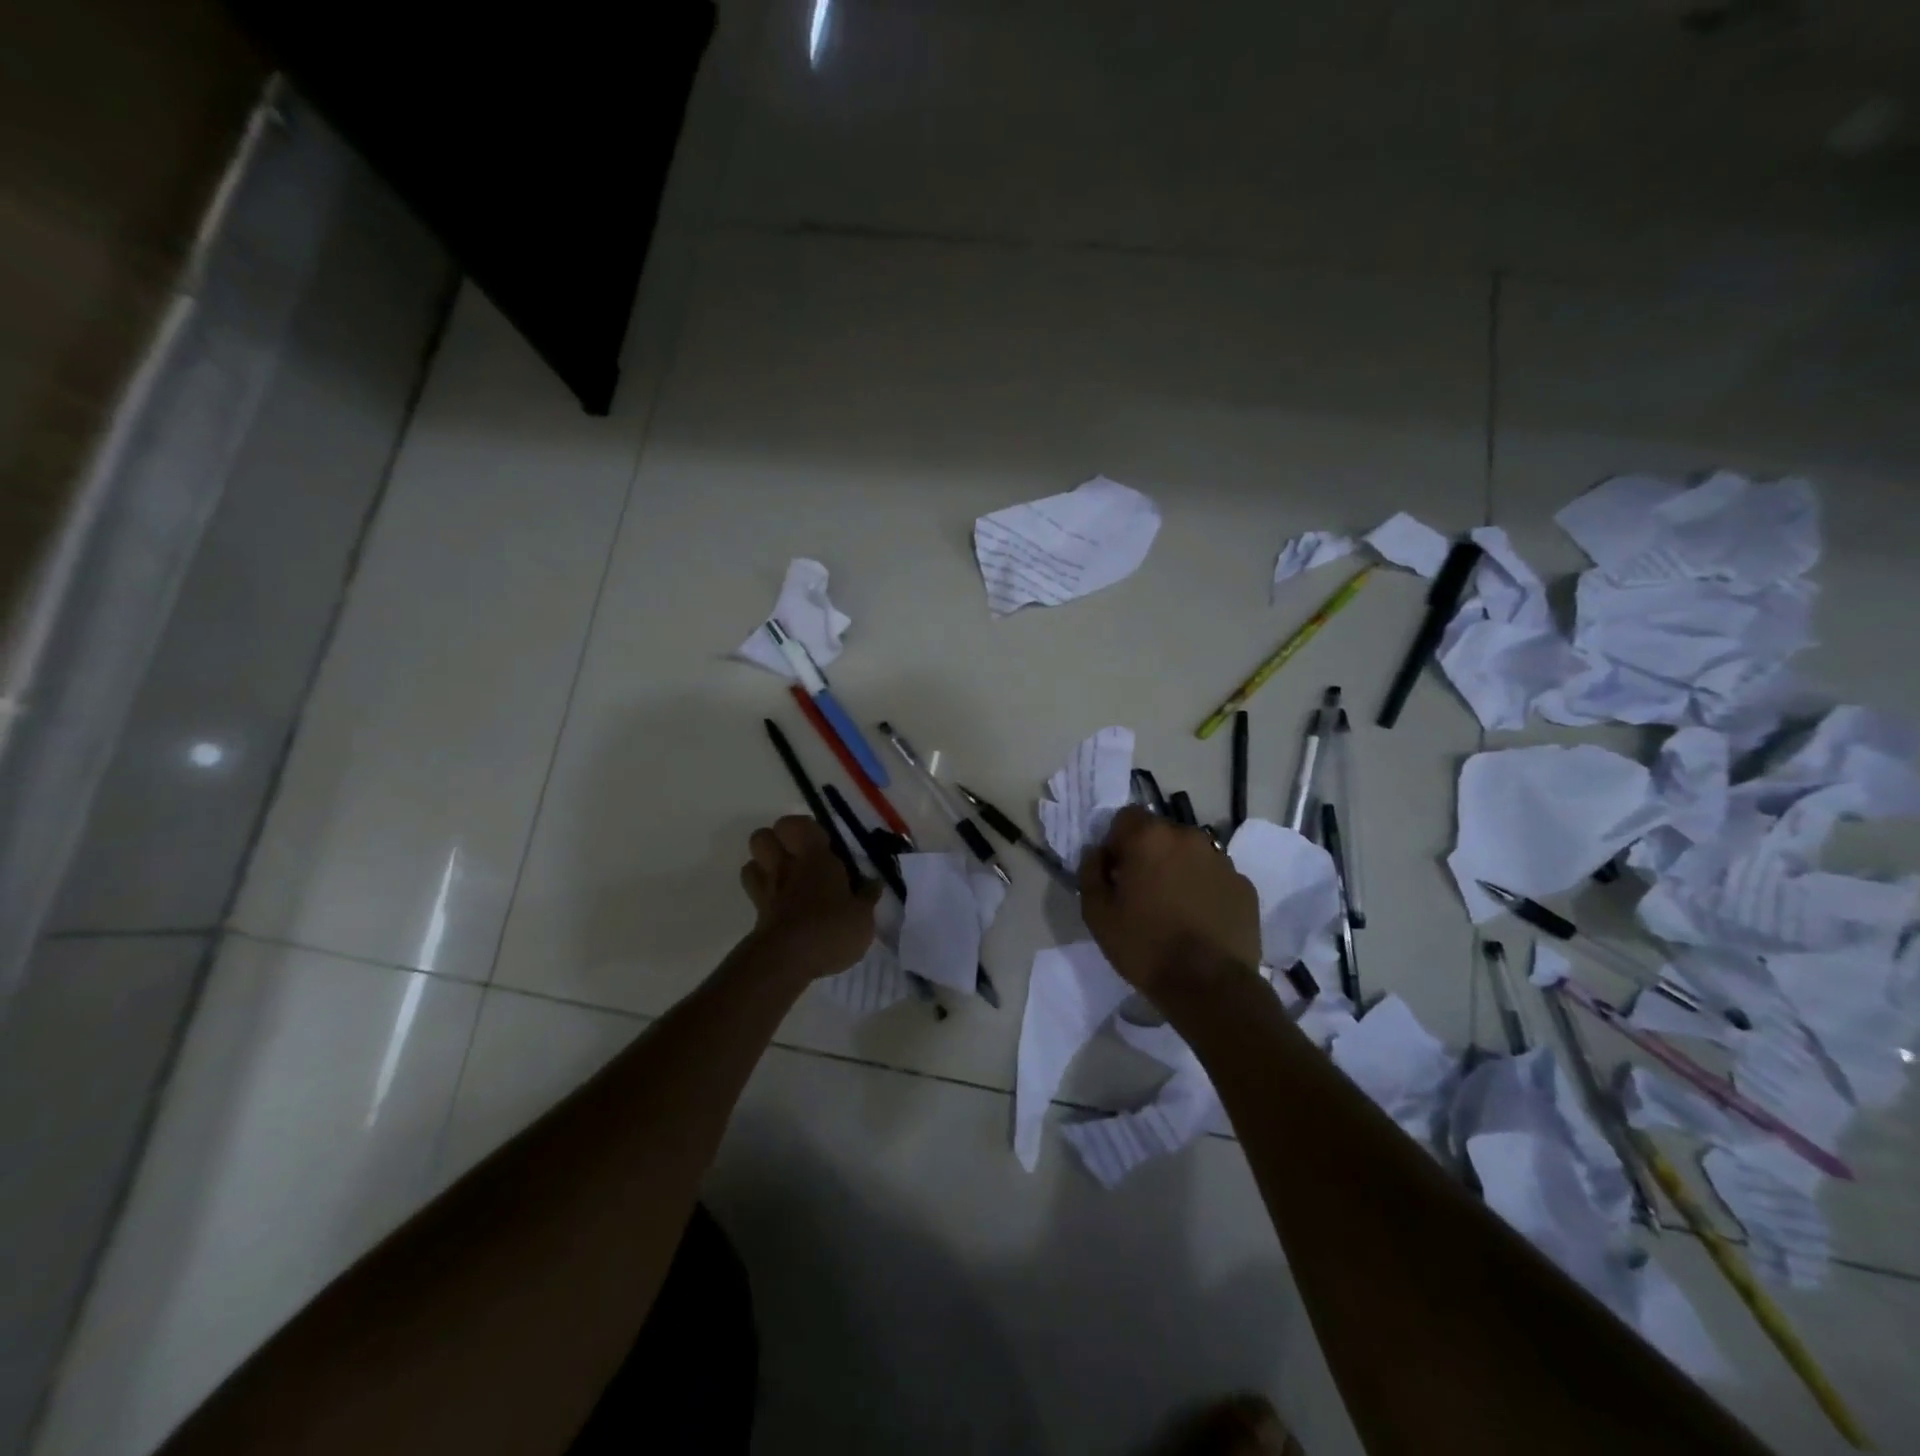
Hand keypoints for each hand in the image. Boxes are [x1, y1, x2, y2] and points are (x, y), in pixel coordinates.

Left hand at [738, 816, 880, 980]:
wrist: (786, 962)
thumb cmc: (830, 929)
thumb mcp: (863, 916)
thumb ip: (868, 896)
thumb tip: (874, 883)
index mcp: (813, 856)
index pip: (796, 823)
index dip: (805, 828)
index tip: (824, 844)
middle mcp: (785, 866)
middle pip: (762, 836)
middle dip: (776, 841)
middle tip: (800, 858)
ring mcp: (766, 889)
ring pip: (752, 862)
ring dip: (765, 866)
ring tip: (787, 879)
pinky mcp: (756, 914)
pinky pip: (754, 891)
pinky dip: (763, 892)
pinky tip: (782, 904)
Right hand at [1078, 806, 1260, 998]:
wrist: (1209, 986)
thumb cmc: (1145, 946)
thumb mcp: (1097, 913)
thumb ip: (1090, 873)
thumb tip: (1097, 853)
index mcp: (1149, 837)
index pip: (1125, 817)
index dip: (1116, 843)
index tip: (1116, 874)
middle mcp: (1189, 837)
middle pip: (1160, 833)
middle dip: (1148, 854)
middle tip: (1143, 892)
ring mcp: (1222, 860)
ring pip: (1190, 853)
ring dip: (1178, 869)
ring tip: (1174, 908)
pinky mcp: (1244, 886)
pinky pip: (1215, 876)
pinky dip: (1205, 889)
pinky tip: (1199, 921)